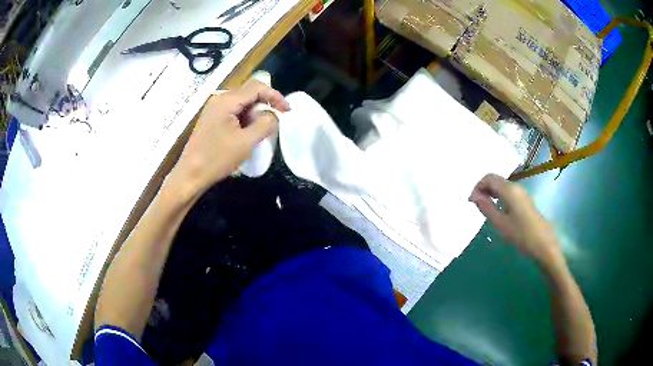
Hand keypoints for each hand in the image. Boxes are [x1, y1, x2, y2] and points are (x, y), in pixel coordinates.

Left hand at [168, 80, 289, 196]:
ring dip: (254, 115)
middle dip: (264, 106)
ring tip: (259, 133)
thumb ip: (265, 124)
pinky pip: (234, 113)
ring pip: (242, 104)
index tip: (287, 111)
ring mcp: (214, 109)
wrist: (190, 175)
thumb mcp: (246, 142)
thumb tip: (273, 115)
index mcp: (227, 101)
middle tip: (272, 125)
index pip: (257, 87)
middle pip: (249, 93)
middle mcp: (219, 99)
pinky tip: (246, 135)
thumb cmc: (217, 158)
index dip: (275, 96)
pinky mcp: (212, 120)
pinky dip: (245, 120)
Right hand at [469, 174, 561, 266]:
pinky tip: (497, 211)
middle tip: (475, 205)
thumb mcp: (500, 224)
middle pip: (496, 180)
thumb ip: (486, 208)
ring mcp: (522, 193)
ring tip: (484, 209)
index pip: (489, 178)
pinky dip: (499, 197)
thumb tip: (474, 196)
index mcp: (509, 190)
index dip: (477, 186)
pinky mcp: (525, 201)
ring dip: (491, 193)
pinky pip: (508, 193)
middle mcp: (516, 187)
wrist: (544, 245)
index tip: (471, 202)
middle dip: (483, 189)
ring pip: (502, 186)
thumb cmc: (521, 235)